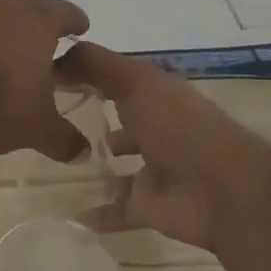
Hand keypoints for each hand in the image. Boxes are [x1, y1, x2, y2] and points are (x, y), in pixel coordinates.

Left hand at [0, 0, 91, 162]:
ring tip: (2, 55)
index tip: (81, 29)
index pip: (66, 12)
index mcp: (36, 18)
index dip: (76, 22)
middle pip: (27, 6)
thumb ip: (64, 138)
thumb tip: (83, 152)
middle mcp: (2, 3)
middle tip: (42, 45)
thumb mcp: (37, 128)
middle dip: (35, 24)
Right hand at [55, 41, 270, 250]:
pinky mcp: (150, 206)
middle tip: (54, 116)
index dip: (87, 73)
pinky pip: (118, 210)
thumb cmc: (177, 125)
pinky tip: (72, 215)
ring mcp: (154, 169)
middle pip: (122, 119)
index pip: (117, 78)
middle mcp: (156, 127)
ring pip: (122, 165)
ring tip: (64, 159)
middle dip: (97, 115)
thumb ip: (96, 65)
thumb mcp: (135, 81)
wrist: (221, 190)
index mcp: (156, 93)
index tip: (48, 74)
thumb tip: (56, 54)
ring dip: (101, 163)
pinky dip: (99, 214)